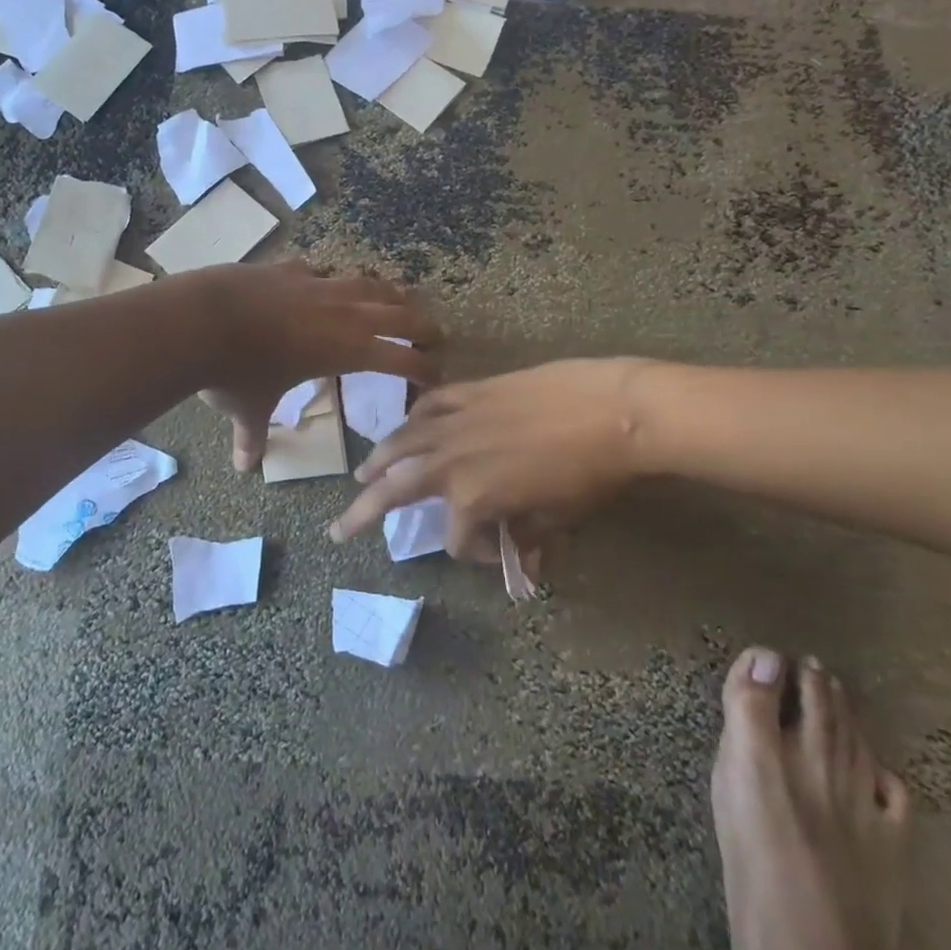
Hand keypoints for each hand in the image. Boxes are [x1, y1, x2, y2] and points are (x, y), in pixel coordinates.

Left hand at [195, 261, 439, 470]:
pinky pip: (323, 270)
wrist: (201, 319)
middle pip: (399, 313)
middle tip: (435, 335)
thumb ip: (252, 436)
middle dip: (422, 325)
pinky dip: (333, 277)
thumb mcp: (248, 409)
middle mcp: (343, 313)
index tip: (438, 376)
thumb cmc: (236, 372)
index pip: (402, 358)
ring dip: (388, 292)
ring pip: (368, 283)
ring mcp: (317, 284)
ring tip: (399, 296)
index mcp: (347, 349)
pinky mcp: (290, 268)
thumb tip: (244, 466)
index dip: (425, 368)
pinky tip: (328, 279)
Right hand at [329, 359, 643, 559]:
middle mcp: (451, 462)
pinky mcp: (471, 392)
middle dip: (362, 514)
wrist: (612, 409)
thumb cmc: (590, 472)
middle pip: (394, 491)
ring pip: (400, 443)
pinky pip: (430, 405)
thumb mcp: (559, 515)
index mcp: (472, 498)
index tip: (505, 553)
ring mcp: (456, 422)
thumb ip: (528, 535)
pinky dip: (415, 417)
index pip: (456, 539)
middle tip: (339, 529)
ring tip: (361, 475)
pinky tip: (408, 424)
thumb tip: (524, 557)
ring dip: (377, 461)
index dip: (475, 554)